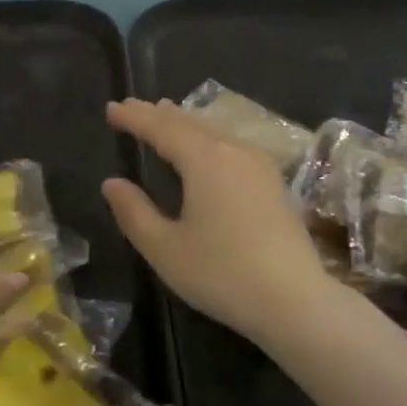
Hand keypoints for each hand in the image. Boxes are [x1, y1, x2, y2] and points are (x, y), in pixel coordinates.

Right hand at [102, 99, 335, 344]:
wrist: (294, 299)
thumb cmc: (222, 274)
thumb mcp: (165, 248)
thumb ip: (134, 212)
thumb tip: (112, 183)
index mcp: (204, 160)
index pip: (161, 128)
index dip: (135, 118)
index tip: (111, 108)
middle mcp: (233, 150)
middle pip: (190, 122)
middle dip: (158, 114)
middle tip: (132, 107)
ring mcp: (259, 164)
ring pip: (215, 130)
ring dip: (185, 122)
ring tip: (165, 114)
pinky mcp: (273, 181)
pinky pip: (232, 143)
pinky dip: (208, 136)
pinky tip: (208, 145)